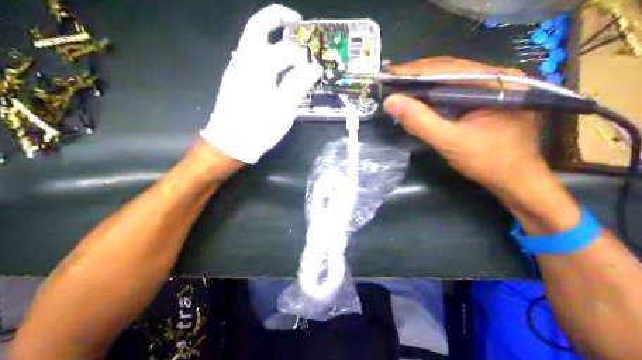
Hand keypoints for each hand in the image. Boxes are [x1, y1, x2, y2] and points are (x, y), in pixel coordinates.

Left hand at [199, 2, 320, 164]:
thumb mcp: (284, 109)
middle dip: (277, 17)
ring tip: (289, 41)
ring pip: (251, 37)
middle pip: (258, 25)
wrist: (229, 143)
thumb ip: (299, 84)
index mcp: (258, 67)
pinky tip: (276, 62)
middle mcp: (243, 60)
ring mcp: (236, 66)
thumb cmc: (258, 128)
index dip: (303, 58)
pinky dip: (264, 47)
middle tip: (296, 21)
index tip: (314, 69)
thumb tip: (314, 68)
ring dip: (270, 32)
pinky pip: (249, 51)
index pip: (286, 50)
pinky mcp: (233, 75)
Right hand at [380, 57, 551, 196]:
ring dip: (427, 82)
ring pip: (455, 78)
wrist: (519, 182)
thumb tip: (391, 101)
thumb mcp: (450, 142)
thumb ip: (421, 121)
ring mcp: (498, 87)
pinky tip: (423, 96)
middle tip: (391, 78)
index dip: (415, 70)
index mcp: (496, 82)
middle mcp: (500, 77)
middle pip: (452, 69)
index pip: (448, 68)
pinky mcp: (492, 99)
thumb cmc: (490, 163)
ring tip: (401, 85)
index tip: (389, 73)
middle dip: (419, 74)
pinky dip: (439, 92)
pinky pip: (460, 90)